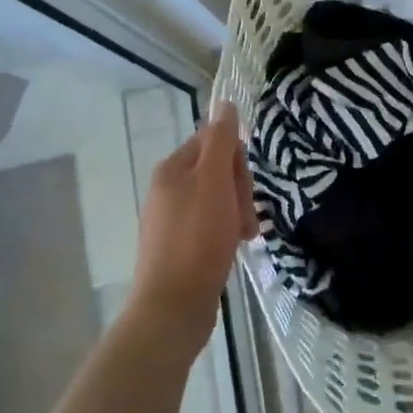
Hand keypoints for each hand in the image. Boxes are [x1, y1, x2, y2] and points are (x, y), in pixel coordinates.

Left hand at [128, 104, 256, 354]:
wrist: (173, 307)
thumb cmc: (197, 238)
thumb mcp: (214, 181)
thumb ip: (221, 141)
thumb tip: (225, 105)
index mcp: (172, 168)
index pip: (214, 140)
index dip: (236, 159)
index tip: (242, 184)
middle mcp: (168, 188)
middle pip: (218, 169)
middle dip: (240, 189)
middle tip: (244, 215)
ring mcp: (173, 219)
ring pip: (219, 198)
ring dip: (238, 212)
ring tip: (244, 236)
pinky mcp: (181, 245)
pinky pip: (212, 223)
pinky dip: (228, 231)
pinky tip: (236, 247)